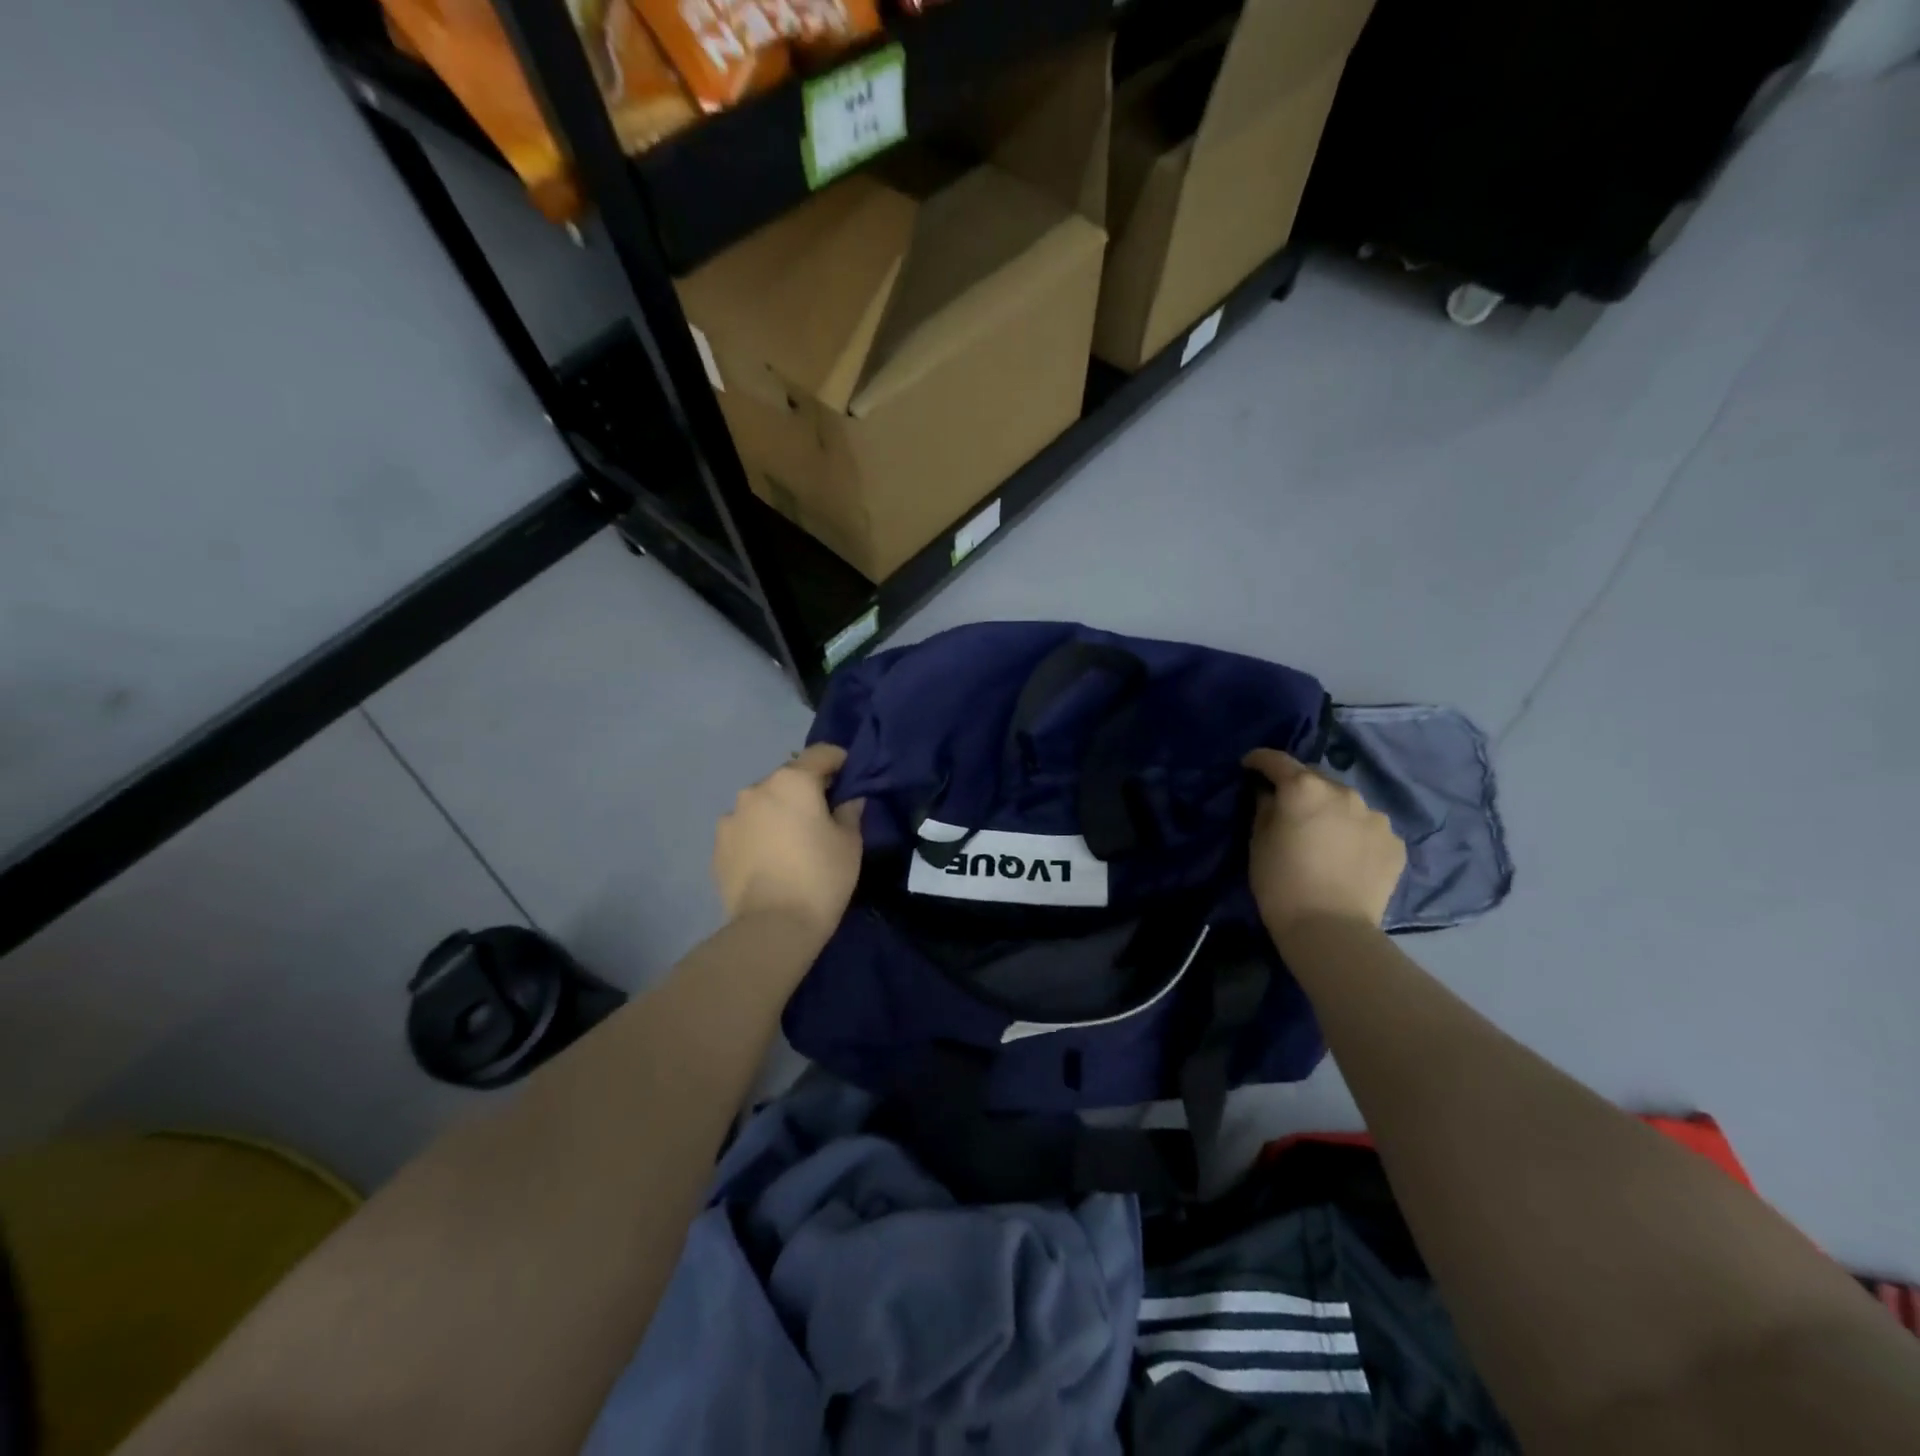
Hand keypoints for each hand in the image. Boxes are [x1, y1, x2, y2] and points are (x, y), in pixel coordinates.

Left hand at [713, 743, 864, 942]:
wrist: (771, 927)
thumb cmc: (820, 877)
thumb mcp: (850, 843)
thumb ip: (850, 811)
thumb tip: (848, 800)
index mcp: (792, 781)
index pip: (821, 753)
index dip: (839, 761)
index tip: (849, 778)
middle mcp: (756, 789)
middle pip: (788, 778)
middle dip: (806, 791)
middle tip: (822, 817)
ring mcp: (732, 817)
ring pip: (763, 804)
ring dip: (778, 813)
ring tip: (791, 843)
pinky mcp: (718, 845)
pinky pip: (745, 829)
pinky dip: (759, 835)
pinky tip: (770, 861)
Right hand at [1243, 748, 1405, 941]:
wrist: (1330, 928)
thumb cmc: (1280, 882)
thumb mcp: (1258, 842)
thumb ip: (1264, 808)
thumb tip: (1269, 794)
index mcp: (1304, 788)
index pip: (1277, 761)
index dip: (1259, 760)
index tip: (1249, 767)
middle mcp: (1343, 792)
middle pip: (1315, 779)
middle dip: (1300, 788)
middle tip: (1288, 809)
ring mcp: (1375, 816)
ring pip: (1346, 804)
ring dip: (1332, 811)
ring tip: (1323, 836)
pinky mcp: (1394, 842)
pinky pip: (1368, 829)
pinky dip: (1355, 835)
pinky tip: (1347, 857)